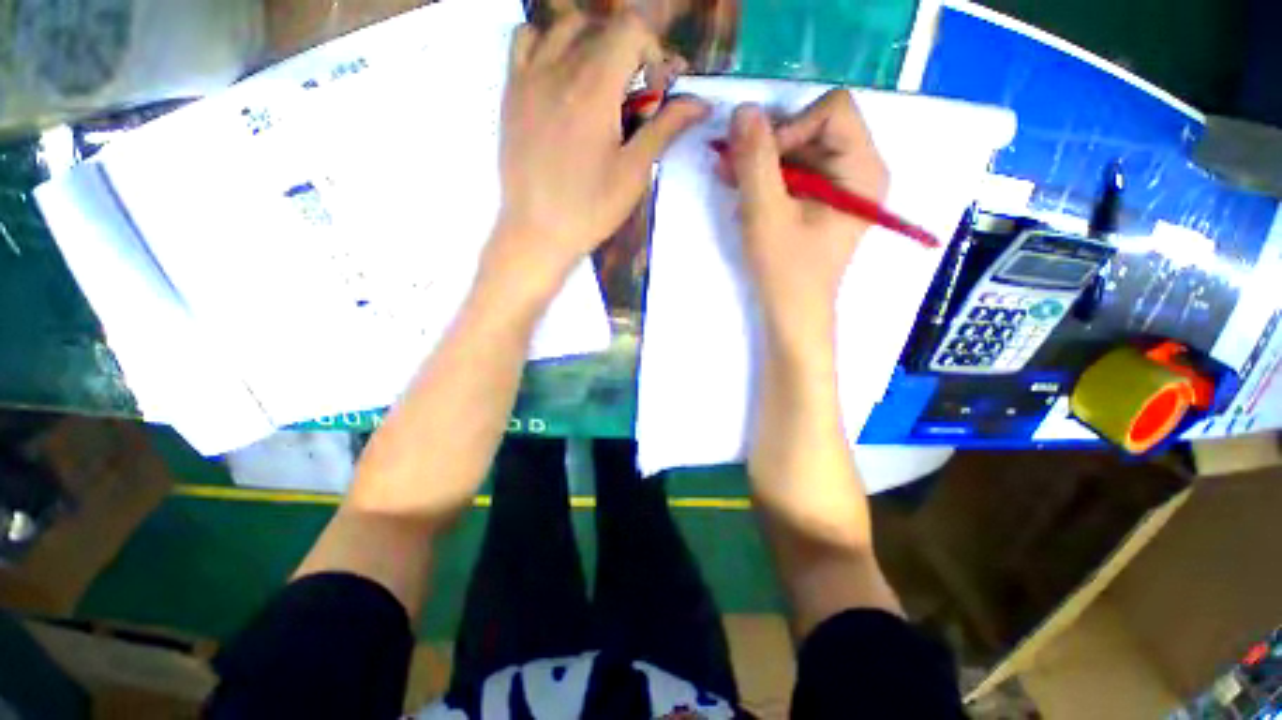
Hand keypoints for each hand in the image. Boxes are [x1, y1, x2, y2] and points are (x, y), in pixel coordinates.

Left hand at [489, 10, 708, 297]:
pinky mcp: (511, 92)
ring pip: (563, 26)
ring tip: (598, 81)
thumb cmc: (591, 209)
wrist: (538, 232)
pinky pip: (525, 40)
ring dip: (590, 41)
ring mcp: (529, 77)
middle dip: (627, 51)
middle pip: (602, 27)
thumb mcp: (634, 173)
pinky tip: (559, 75)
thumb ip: (665, 128)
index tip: (654, 89)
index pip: (631, 28)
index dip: (652, 50)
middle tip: (632, 94)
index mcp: (594, 89)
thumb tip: (701, 103)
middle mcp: (559, 69)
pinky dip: (548, 42)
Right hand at [720, 90, 887, 354]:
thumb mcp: (765, 213)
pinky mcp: (822, 200)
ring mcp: (841, 185)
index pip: (833, 110)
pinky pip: (795, 171)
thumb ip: (756, 160)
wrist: (792, 312)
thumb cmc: (785, 269)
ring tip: (733, 181)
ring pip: (800, 148)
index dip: (791, 125)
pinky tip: (745, 193)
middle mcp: (859, 169)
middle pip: (815, 126)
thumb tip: (743, 109)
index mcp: (863, 169)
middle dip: (770, 144)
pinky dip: (767, 177)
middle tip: (733, 167)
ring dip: (763, 161)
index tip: (761, 162)